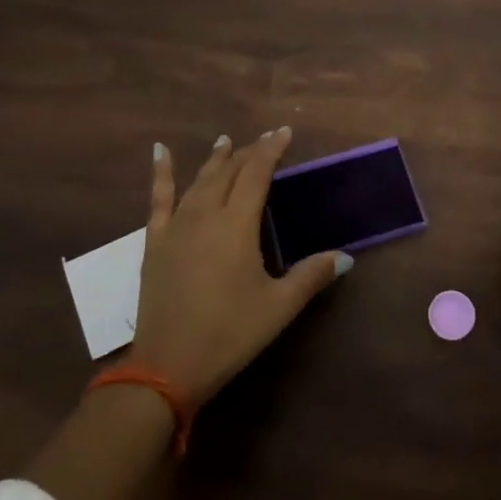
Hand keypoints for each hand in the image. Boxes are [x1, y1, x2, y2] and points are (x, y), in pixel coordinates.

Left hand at [132, 128, 351, 406]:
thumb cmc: (229, 333)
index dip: (271, 150)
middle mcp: (205, 215)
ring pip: (198, 181)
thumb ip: (311, 276)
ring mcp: (176, 227)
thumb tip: (345, 257)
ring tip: (226, 141)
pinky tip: (161, 152)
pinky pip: (158, 199)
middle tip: (264, 140)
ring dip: (215, 160)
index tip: (284, 132)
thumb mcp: (279, 307)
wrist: (167, 367)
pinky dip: (161, 173)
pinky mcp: (155, 242)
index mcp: (236, 225)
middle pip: (228, 172)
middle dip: (248, 153)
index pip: (256, 174)